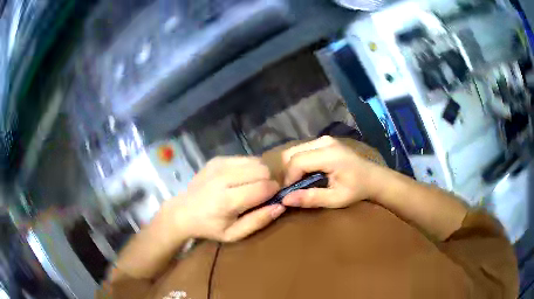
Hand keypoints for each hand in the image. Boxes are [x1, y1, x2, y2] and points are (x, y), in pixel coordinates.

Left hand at [164, 157, 284, 241]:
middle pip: (262, 170)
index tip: (274, 198)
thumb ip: (258, 221)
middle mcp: (223, 178)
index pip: (263, 187)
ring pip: (255, 161)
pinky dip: (249, 168)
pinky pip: (244, 158)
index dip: (275, 191)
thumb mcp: (234, 234)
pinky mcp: (217, 159)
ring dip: (261, 173)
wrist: (183, 211)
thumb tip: (281, 206)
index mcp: (227, 200)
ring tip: (253, 185)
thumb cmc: (210, 227)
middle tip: (264, 192)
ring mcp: (219, 165)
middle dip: (269, 181)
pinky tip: (242, 179)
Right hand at [281, 136, 382, 208]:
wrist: (373, 177)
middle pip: (291, 153)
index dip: (288, 178)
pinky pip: (302, 149)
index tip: (289, 194)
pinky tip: (305, 174)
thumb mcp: (335, 199)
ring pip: (294, 150)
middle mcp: (323, 142)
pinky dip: (298, 162)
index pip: (297, 162)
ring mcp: (323, 139)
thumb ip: (311, 198)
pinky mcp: (323, 141)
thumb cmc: (356, 190)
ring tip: (298, 183)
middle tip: (292, 188)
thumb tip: (285, 200)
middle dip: (287, 172)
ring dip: (291, 167)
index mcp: (329, 155)